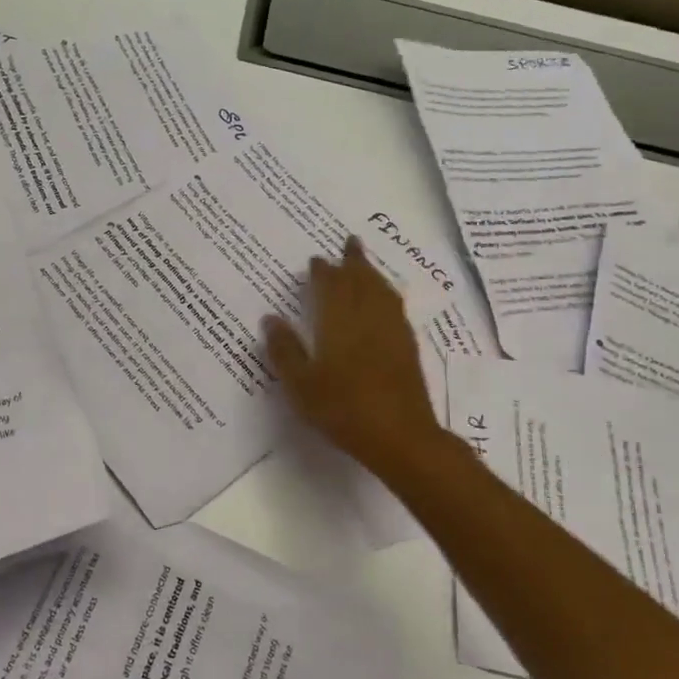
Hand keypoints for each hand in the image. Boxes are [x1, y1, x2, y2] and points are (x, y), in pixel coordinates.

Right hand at [263, 238, 442, 477]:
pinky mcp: (407, 347)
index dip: (323, 271)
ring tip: (366, 264)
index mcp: (338, 323)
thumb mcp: (301, 385)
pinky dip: (387, 294)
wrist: (399, 436)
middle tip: (349, 243)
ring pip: (382, 291)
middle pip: (361, 281)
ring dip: (373, 273)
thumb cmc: (342, 409)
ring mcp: (391, 331)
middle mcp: (367, 318)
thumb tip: (270, 318)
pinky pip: (395, 307)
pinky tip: (386, 300)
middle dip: (354, 261)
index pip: (330, 286)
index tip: (316, 259)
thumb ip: (285, 350)